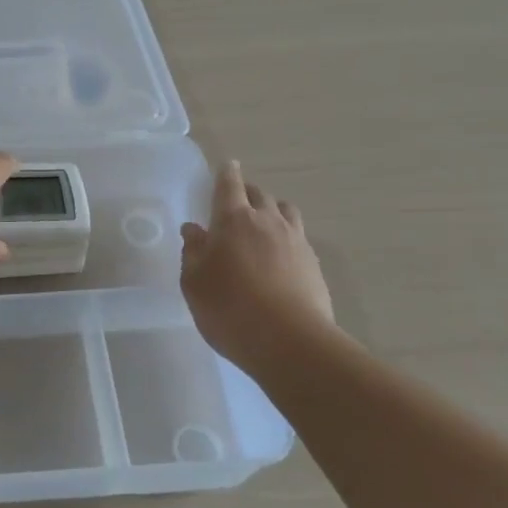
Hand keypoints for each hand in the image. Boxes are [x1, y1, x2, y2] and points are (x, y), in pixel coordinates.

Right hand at [180, 161, 334, 355]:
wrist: (290, 342)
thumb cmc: (229, 308)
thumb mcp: (194, 283)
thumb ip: (192, 252)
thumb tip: (194, 229)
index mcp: (233, 220)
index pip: (229, 185)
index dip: (226, 173)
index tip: (227, 165)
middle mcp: (267, 222)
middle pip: (260, 194)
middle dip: (248, 192)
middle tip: (237, 202)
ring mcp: (296, 242)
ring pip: (286, 212)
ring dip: (273, 211)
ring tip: (263, 226)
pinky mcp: (314, 264)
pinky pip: (299, 238)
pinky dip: (287, 239)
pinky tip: (280, 258)